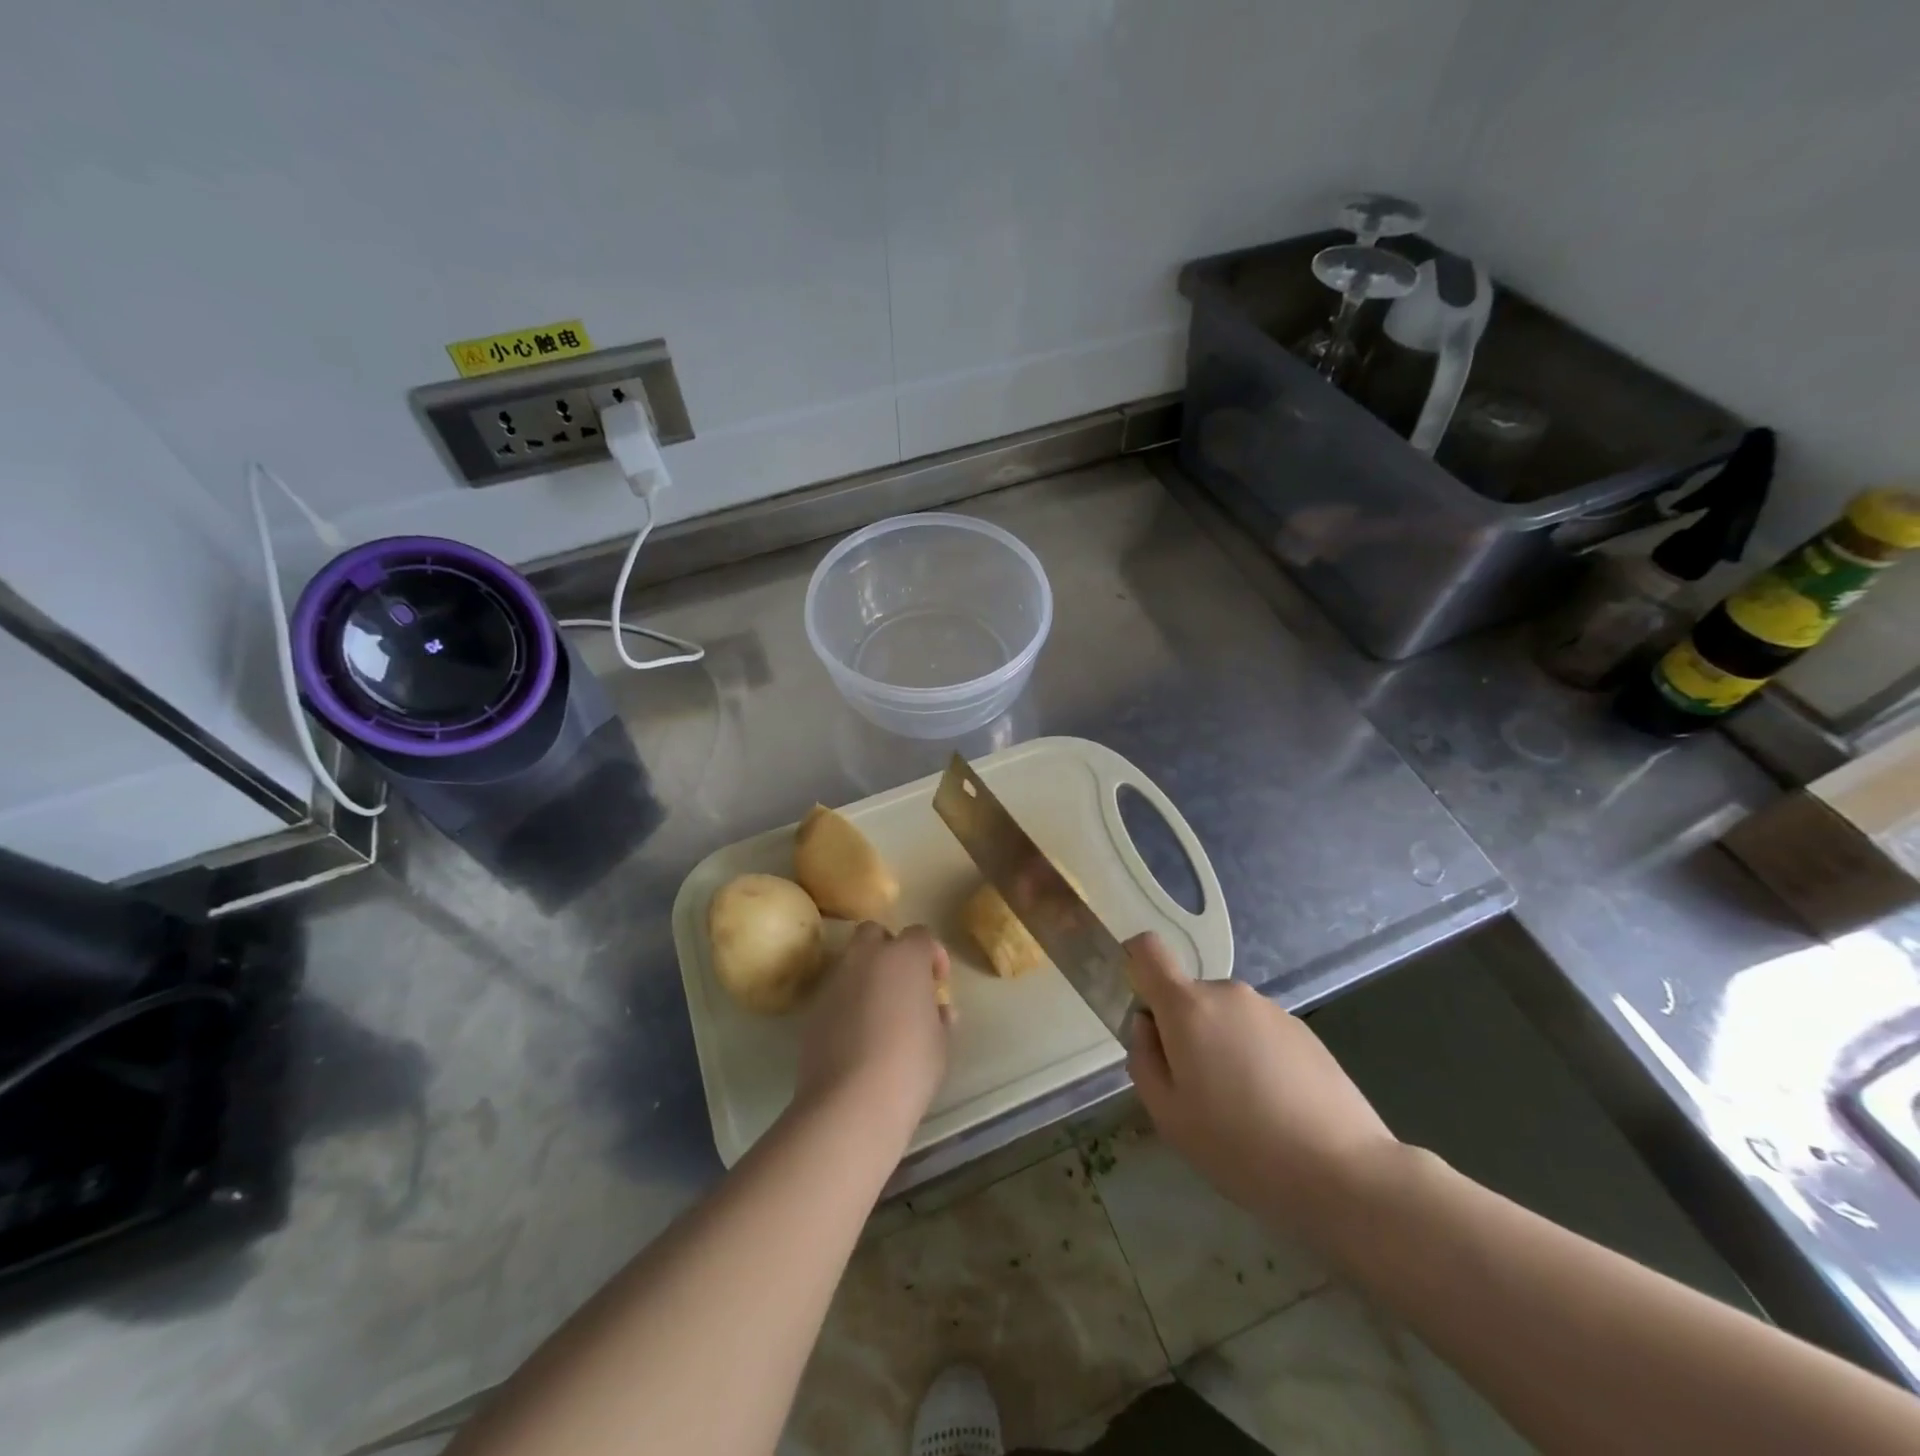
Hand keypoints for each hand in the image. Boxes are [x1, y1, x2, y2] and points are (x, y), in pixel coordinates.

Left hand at [795, 923, 951, 1136]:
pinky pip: (834, 992)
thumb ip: (939, 1016)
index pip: (920, 935)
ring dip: (865, 975)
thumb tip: (937, 1010)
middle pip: (875, 934)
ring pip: (850, 961)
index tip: (937, 982)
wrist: (851, 1101)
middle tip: (902, 984)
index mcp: (904, 957)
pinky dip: (846, 1002)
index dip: (932, 955)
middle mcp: (866, 957)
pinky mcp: (812, 1007)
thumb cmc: (909, 1065)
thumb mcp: (940, 1042)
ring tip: (878, 1012)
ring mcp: (835, 980)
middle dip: (888, 950)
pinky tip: (855, 1034)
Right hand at [1125, 932, 1398, 1238]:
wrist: (1344, 1173)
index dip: (1134, 966)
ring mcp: (1270, 1009)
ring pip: (1224, 1017)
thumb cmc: (1240, 1147)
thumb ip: (1143, 1059)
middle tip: (1195, 1090)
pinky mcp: (1303, 1030)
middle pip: (1187, 995)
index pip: (1147, 949)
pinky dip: (1253, 1057)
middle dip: (1182, 1030)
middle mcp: (1228, 993)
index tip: (1141, 1011)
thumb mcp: (1168, 1115)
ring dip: (1220, 1046)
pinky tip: (1274, 1107)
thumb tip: (1145, 1025)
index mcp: (1188, 1007)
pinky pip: (1258, 1032)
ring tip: (1241, 1108)